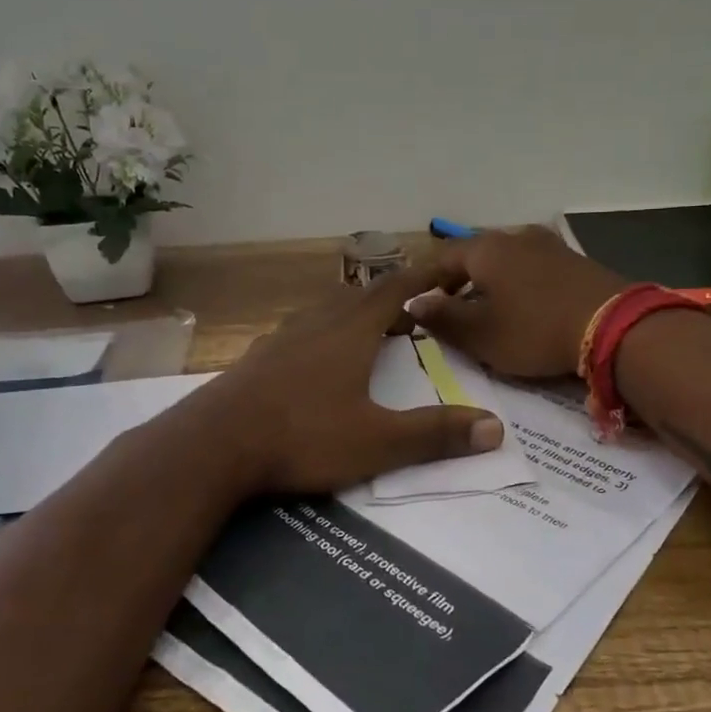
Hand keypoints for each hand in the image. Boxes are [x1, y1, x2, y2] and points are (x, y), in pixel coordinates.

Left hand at [182, 261, 504, 495]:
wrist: (214, 444)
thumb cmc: (302, 436)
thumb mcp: (376, 442)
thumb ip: (435, 435)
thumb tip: (496, 428)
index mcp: (350, 332)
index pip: (396, 291)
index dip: (424, 277)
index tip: (448, 268)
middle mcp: (317, 324)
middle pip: (360, 296)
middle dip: (391, 297)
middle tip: (413, 311)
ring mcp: (282, 338)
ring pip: (326, 311)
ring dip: (354, 312)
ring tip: (370, 330)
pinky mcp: (258, 357)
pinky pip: (301, 331)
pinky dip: (323, 333)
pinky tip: (317, 359)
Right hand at [408, 226, 625, 377]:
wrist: (613, 326)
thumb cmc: (534, 330)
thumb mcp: (481, 334)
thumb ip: (443, 318)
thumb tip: (414, 303)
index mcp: (485, 249)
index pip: (441, 257)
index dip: (426, 280)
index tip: (419, 303)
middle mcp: (514, 237)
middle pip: (474, 254)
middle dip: (459, 278)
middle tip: (451, 306)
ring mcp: (547, 244)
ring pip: (505, 258)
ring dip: (491, 280)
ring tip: (487, 306)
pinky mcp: (573, 259)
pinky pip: (531, 266)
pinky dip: (518, 281)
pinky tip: (524, 302)